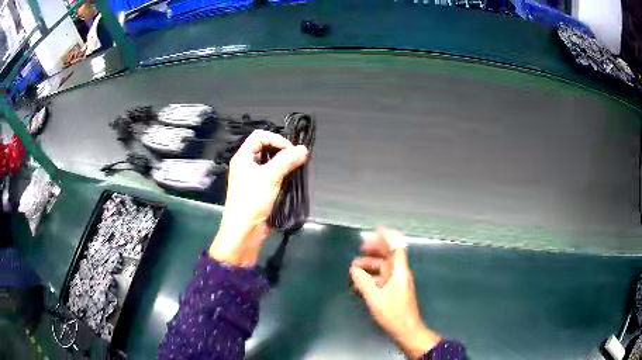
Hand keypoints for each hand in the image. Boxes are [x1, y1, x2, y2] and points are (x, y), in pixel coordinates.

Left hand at [209, 130, 308, 266]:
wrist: (245, 231)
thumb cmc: (252, 201)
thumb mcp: (269, 177)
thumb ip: (286, 161)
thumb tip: (304, 149)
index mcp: (243, 157)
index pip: (259, 136)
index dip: (276, 139)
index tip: (290, 150)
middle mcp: (247, 165)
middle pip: (265, 148)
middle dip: (282, 151)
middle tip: (296, 159)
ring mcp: (253, 178)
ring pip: (270, 163)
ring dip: (284, 164)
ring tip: (297, 168)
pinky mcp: (260, 191)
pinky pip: (273, 176)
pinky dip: (283, 175)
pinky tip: (293, 179)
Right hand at [350, 227, 440, 358]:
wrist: (406, 329)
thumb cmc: (392, 313)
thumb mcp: (374, 297)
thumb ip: (363, 281)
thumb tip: (354, 269)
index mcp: (399, 271)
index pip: (397, 247)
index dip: (388, 236)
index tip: (377, 229)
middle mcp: (400, 273)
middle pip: (389, 255)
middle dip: (376, 249)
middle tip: (361, 247)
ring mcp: (398, 282)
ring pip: (385, 267)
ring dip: (371, 264)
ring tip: (355, 267)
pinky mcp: (395, 291)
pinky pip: (383, 277)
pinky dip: (372, 276)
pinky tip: (360, 283)